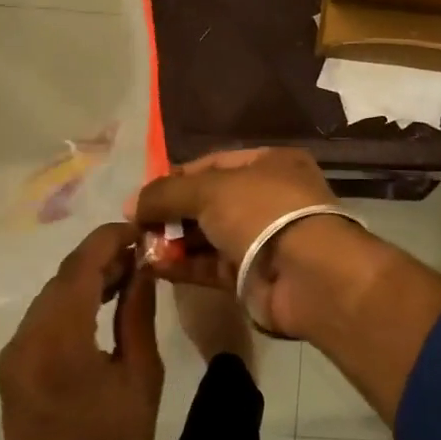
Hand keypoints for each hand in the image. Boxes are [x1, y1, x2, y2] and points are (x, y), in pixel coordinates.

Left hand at [0, 222, 162, 439]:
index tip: (140, 231)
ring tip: (129, 276)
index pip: (80, 267)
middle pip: (63, 278)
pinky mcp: (12, 366)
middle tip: (142, 255)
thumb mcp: (140, 377)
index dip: (109, 241)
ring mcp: (14, 352)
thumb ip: (137, 316)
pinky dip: (73, 303)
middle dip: (101, 258)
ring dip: (87, 279)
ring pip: (52, 296)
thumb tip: (142, 270)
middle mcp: (26, 337)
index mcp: (59, 339)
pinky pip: (44, 318)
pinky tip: (102, 305)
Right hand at [136, 148, 440, 421]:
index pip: (213, 164)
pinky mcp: (254, 276)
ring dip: (174, 241)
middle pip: (209, 201)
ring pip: (209, 236)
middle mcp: (268, 198)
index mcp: (271, 164)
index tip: (142, 195)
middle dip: (172, 212)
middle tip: (136, 225)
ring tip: (137, 247)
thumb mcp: (211, 189)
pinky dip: (184, 266)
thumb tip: (131, 203)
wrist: (309, 275)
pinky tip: (152, 267)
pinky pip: (211, 266)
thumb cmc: (263, 212)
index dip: (176, 177)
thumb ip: (168, 192)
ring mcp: (263, 239)